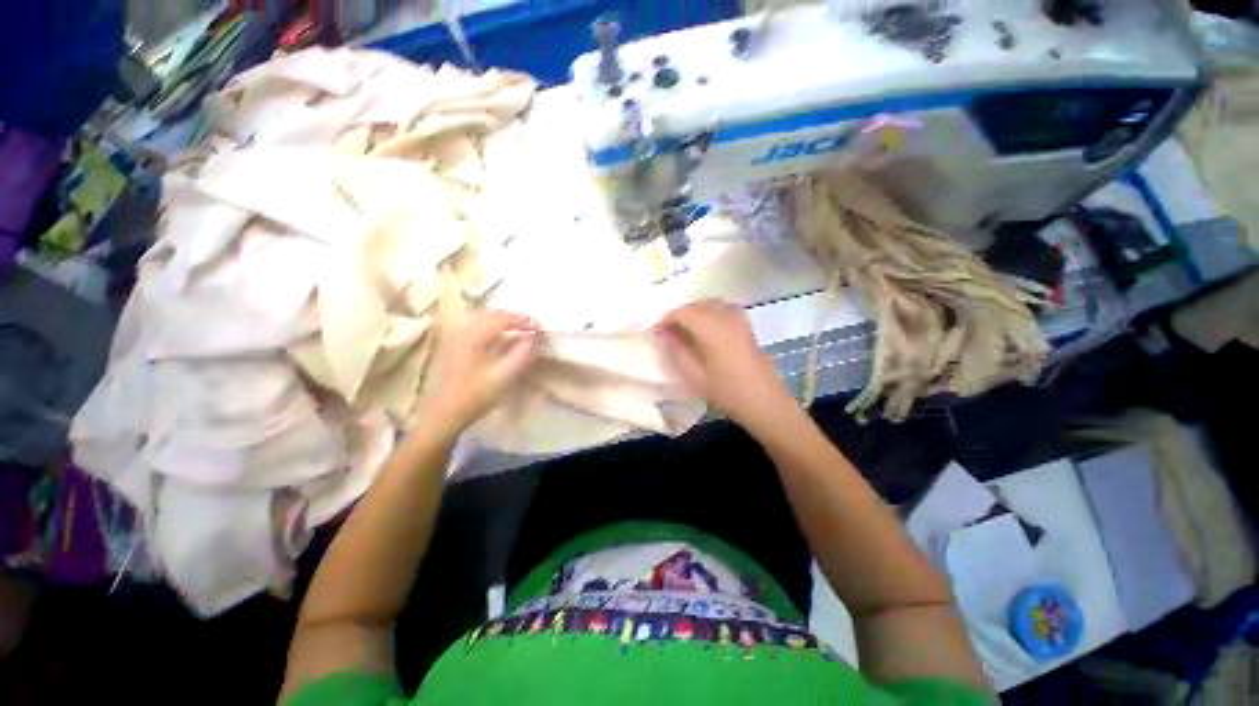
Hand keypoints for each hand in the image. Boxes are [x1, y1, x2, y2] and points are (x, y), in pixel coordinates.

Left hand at [424, 311, 539, 430]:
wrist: (446, 412)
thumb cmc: (476, 394)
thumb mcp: (504, 375)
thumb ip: (522, 353)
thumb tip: (534, 337)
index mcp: (474, 336)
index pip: (503, 319)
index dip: (523, 320)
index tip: (540, 328)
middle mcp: (463, 330)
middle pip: (492, 315)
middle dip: (514, 319)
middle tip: (532, 328)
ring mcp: (457, 337)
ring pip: (485, 320)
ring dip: (504, 322)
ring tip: (521, 330)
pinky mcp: (455, 345)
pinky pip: (478, 327)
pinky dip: (494, 328)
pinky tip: (503, 337)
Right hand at [656, 300, 793, 427]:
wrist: (764, 401)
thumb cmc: (727, 392)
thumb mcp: (694, 376)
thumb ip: (676, 351)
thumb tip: (664, 334)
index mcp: (713, 329)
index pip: (683, 313)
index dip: (666, 319)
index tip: (655, 332)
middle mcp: (726, 317)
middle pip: (696, 306)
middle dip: (679, 315)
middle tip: (666, 333)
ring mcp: (739, 319)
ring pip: (710, 305)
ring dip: (693, 313)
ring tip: (683, 331)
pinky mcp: (746, 325)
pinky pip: (722, 309)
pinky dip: (709, 313)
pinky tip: (705, 330)